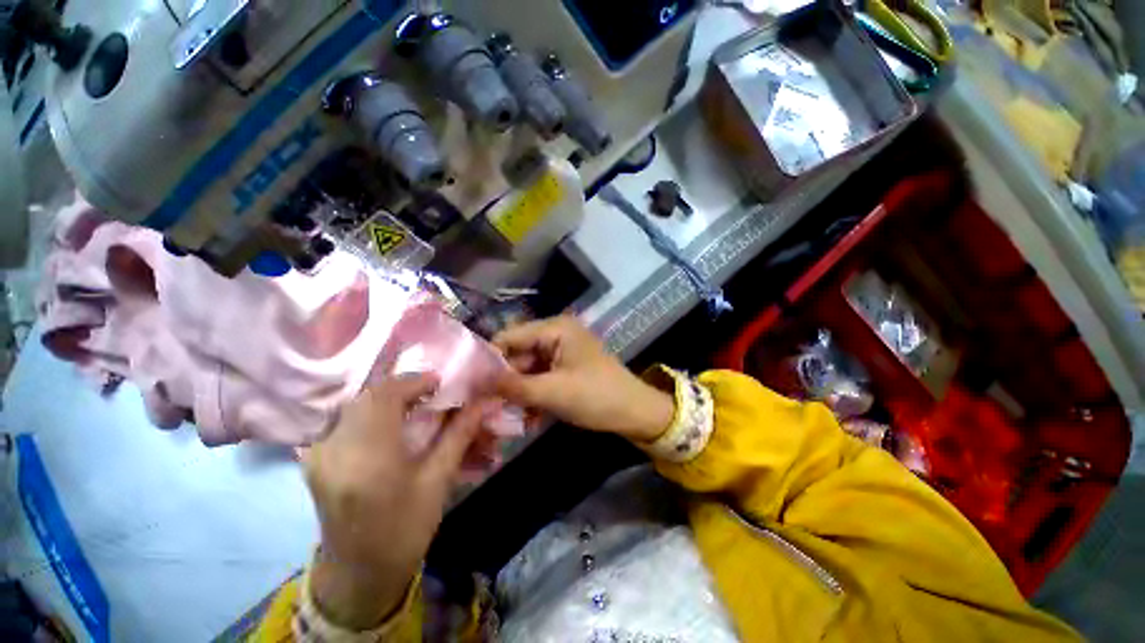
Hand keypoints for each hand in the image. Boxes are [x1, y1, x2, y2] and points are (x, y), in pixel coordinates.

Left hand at [303, 374, 484, 629]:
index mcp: (367, 457)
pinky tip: (389, 420)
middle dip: (402, 387)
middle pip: (368, 396)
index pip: (385, 396)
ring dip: (387, 397)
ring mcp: (319, 453)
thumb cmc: (405, 530)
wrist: (359, 573)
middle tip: (430, 392)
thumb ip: (460, 434)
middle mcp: (335, 449)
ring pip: (355, 405)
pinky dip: (371, 410)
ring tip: (414, 403)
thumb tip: (486, 403)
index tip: (439, 381)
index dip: (414, 381)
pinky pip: (345, 419)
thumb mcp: (438, 481)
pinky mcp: (316, 458)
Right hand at [493, 316, 673, 441]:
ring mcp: (561, 353)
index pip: (510, 336)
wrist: (635, 413)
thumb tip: (476, 382)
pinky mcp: (565, 369)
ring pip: (528, 370)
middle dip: (504, 381)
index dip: (489, 359)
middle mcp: (556, 335)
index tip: (469, 384)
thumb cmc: (596, 396)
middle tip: (484, 407)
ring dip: (518, 393)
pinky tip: (526, 418)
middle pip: (518, 354)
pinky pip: (541, 379)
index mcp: (555, 329)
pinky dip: (533, 396)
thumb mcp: (552, 392)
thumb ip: (513, 386)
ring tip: (503, 417)